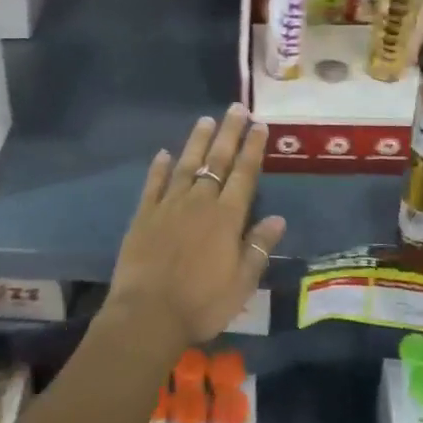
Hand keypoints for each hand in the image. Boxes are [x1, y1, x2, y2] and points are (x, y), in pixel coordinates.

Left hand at [104, 104, 285, 353]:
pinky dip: (159, 167)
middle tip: (236, 108)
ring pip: (186, 164)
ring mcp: (169, 205)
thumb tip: (278, 218)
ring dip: (197, 141)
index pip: (244, 174)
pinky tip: (163, 153)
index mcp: (226, 218)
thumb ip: (258, 247)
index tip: (260, 125)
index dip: (252, 148)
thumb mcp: (241, 283)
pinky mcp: (143, 215)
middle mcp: (199, 202)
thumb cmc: (202, 303)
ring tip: (206, 120)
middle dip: (229, 133)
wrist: (148, 314)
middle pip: (216, 161)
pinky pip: (153, 184)